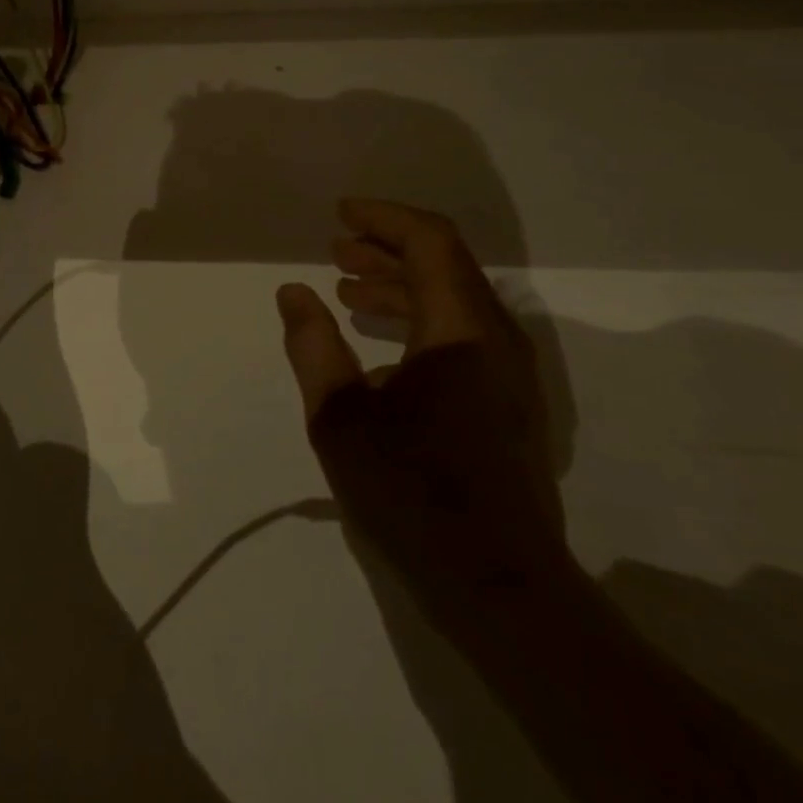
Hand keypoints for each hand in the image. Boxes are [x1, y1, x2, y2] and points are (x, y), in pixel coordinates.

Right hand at [276, 198, 567, 620]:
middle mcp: (495, 338)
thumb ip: (312, 346)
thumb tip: (293, 293)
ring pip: (453, 300)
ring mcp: (509, 372)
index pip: (430, 241)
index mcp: (460, 330)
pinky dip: (418, 319)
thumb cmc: (413, 492)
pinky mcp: (508, 402)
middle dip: (386, 250)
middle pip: (445, 264)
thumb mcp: (340, 418)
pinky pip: (461, 333)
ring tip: (348, 291)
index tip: (340, 215)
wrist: (500, 587)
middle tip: (336, 250)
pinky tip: (379, 344)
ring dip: (400, 285)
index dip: (384, 218)